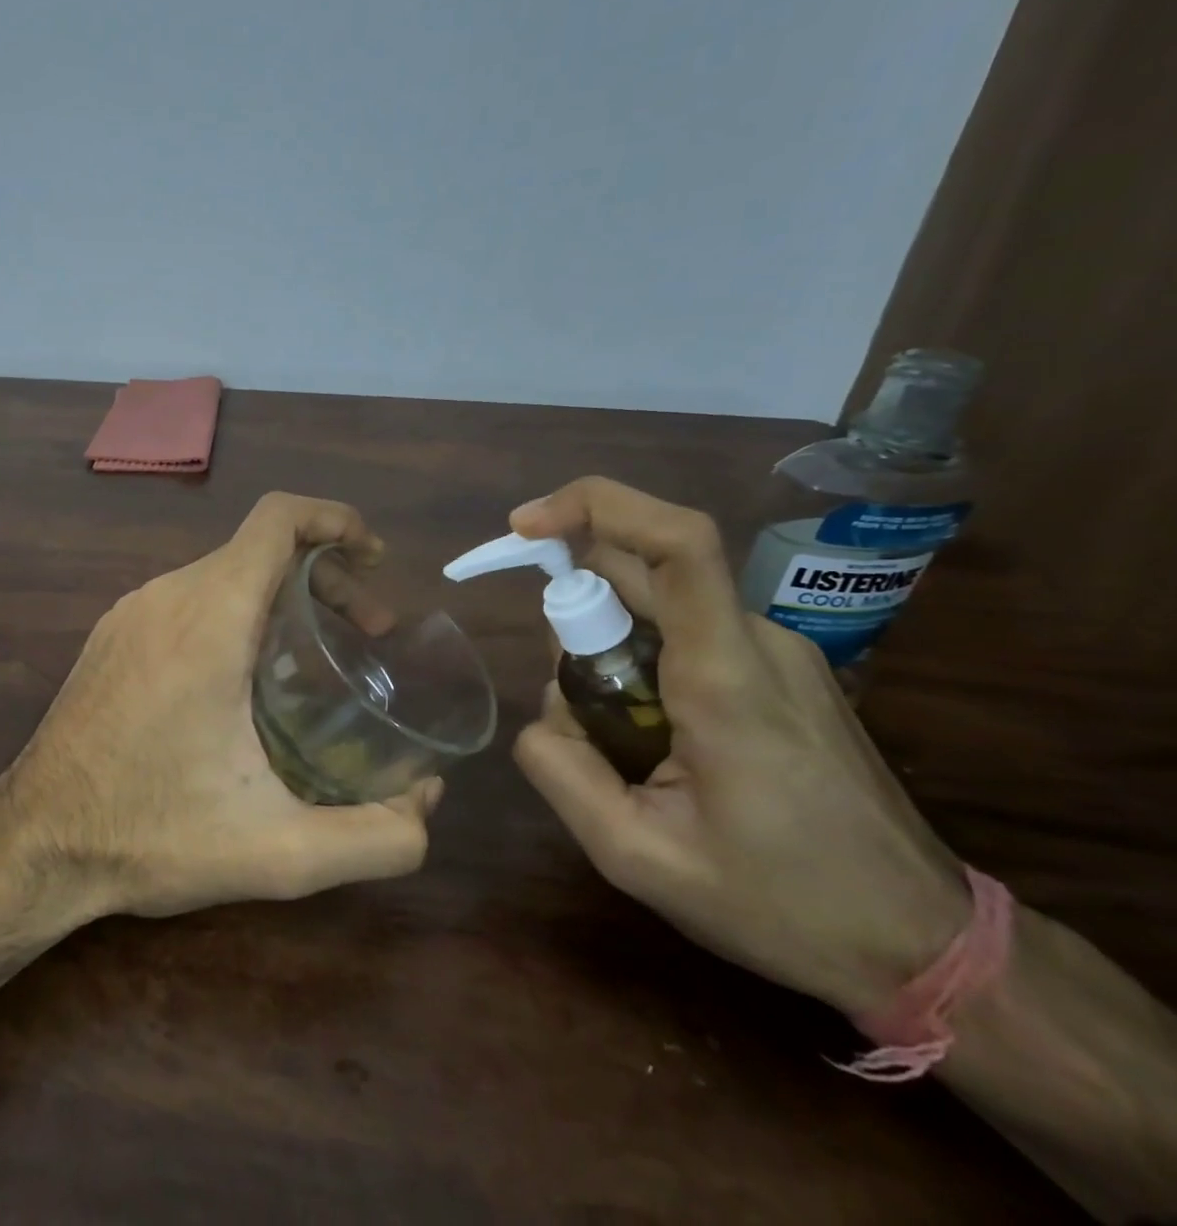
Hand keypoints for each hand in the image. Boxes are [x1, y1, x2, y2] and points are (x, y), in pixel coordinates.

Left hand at [0, 492, 441, 918]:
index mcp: (209, 617)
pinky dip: (237, 610)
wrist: (34, 843)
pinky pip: (189, 597)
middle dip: (325, 574)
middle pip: (259, 547)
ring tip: (313, 656)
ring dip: (281, 594)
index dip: (334, 519)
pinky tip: (247, 675)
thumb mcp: (278, 851)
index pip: (276, 519)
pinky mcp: (113, 634)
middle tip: (366, 632)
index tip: (373, 556)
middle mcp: (167, 595)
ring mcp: (132, 611)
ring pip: (223, 572)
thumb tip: (428, 804)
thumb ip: (376, 837)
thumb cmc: (153, 834)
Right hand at [510, 477, 971, 1018]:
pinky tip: (653, 739)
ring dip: (606, 647)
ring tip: (621, 746)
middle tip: (576, 708)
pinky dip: (639, 660)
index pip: (676, 543)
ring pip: (656, 604)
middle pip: (641, 570)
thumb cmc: (782, 906)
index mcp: (725, 677)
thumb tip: (538, 716)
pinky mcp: (783, 670)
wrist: (926, 945)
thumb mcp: (638, 857)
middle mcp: (756, 642)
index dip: (594, 506)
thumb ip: (561, 773)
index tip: (525, 527)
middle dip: (576, 611)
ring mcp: (777, 652)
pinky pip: (684, 631)